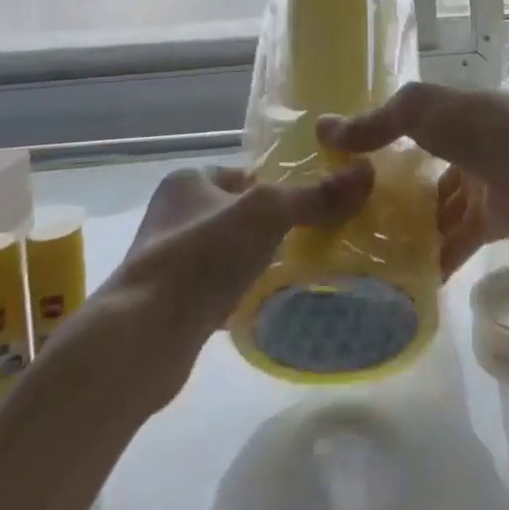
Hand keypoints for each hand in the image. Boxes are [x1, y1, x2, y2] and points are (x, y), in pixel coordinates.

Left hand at [93, 161, 374, 406]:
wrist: (142, 337)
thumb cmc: (202, 256)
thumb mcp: (267, 214)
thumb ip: (314, 196)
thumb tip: (367, 173)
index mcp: (188, 181)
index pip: (244, 172)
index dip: (277, 184)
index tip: (311, 202)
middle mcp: (174, 215)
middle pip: (238, 212)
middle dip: (271, 225)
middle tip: (313, 236)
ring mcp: (170, 261)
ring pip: (229, 251)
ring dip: (257, 260)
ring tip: (297, 269)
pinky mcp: (171, 303)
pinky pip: (218, 288)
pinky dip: (241, 293)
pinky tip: (266, 302)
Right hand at [317, 82, 508, 279]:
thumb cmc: (484, 131)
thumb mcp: (424, 112)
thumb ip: (379, 122)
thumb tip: (325, 129)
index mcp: (458, 111)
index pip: (414, 123)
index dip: (382, 139)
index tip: (346, 164)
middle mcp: (474, 144)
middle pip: (428, 168)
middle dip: (396, 190)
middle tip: (353, 215)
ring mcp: (489, 183)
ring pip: (443, 207)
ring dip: (415, 226)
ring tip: (373, 249)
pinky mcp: (500, 220)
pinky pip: (461, 240)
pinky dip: (439, 256)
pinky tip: (411, 274)